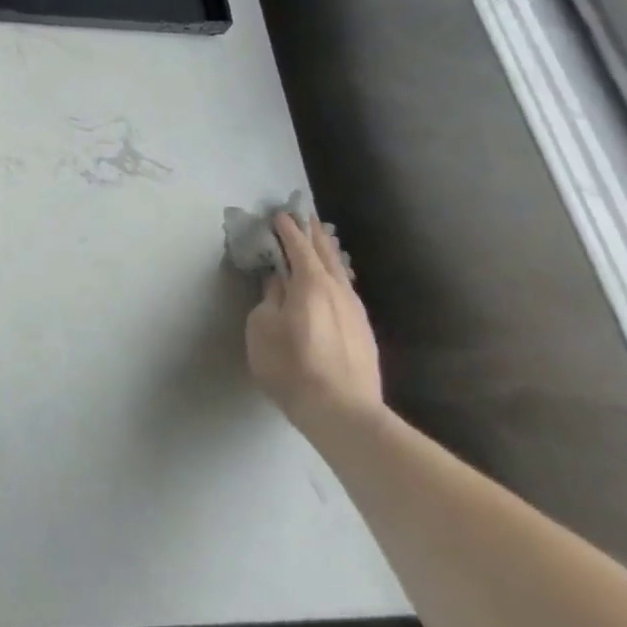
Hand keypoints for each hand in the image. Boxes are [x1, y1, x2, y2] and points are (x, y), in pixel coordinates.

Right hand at [244, 214, 383, 438]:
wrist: (342, 412)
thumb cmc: (291, 365)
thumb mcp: (262, 328)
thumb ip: (269, 298)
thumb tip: (277, 281)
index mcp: (310, 283)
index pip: (298, 246)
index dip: (287, 229)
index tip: (278, 215)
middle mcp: (338, 289)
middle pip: (325, 253)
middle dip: (313, 233)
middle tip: (304, 216)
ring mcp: (355, 311)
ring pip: (341, 271)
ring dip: (329, 253)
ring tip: (322, 242)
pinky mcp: (364, 331)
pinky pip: (347, 290)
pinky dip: (337, 275)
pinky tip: (335, 280)